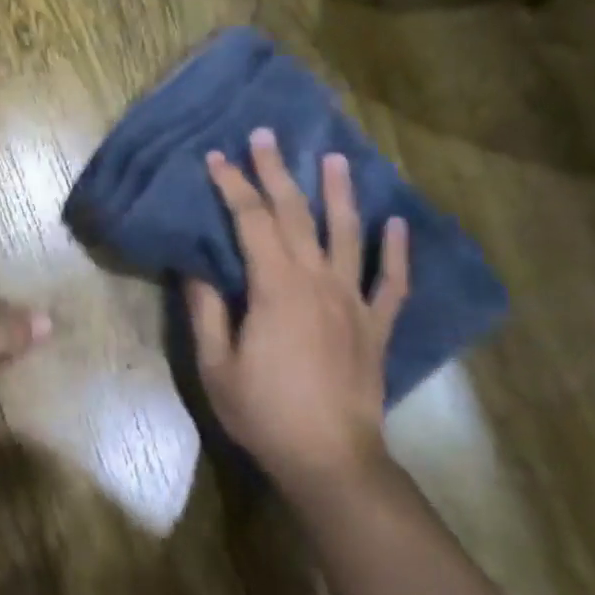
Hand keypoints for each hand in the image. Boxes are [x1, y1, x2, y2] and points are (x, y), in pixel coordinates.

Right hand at [185, 129, 409, 487]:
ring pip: (348, 234)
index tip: (217, 157)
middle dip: (276, 172)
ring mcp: (353, 301)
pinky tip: (397, 224)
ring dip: (340, 194)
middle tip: (265, 135)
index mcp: (275, 287)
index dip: (232, 185)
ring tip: (335, 158)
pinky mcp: (376, 326)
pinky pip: (393, 282)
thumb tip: (196, 268)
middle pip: (295, 214)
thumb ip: (207, 311)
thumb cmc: (264, 412)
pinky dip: (397, 251)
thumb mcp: (216, 365)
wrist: (330, 459)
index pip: (250, 221)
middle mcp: (318, 282)